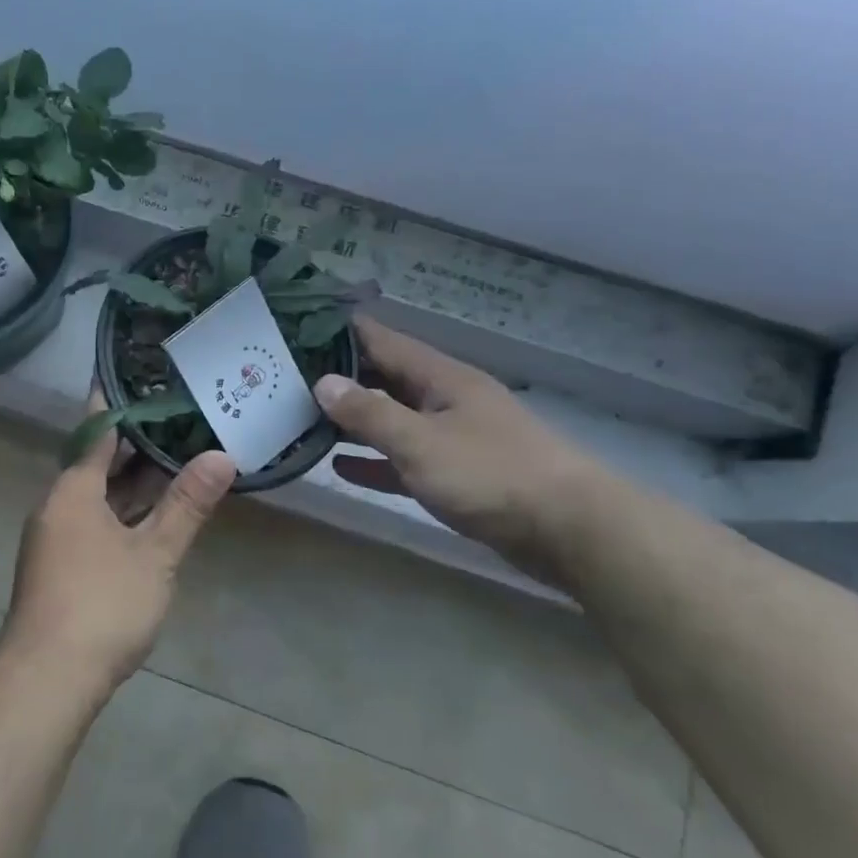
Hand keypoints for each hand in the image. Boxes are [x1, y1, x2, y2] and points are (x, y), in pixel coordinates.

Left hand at [1, 393, 235, 698]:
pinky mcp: (62, 564)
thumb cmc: (101, 604)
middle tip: (175, 415)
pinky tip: (154, 512)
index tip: (138, 377)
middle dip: (135, 443)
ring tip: (175, 455)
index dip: (118, 403)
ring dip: (132, 479)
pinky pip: (96, 519)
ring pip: (98, 494)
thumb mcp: (154, 553)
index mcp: (73, 491)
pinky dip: (124, 508)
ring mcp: (57, 537)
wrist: (48, 677)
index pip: (97, 431)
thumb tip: (221, 456)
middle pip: (98, 462)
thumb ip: (186, 505)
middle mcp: (58, 505)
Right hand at [314, 318, 611, 582]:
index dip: (339, 331)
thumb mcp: (421, 441)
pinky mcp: (458, 474)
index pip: (380, 340)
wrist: (572, 531)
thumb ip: (370, 413)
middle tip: (285, 377)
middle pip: (383, 377)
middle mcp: (444, 398)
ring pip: (392, 418)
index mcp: (439, 377)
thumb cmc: (491, 474)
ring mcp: (452, 436)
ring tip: (301, 417)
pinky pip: (404, 459)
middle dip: (338, 376)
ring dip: (352, 419)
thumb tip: (322, 382)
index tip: (294, 326)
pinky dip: (374, 460)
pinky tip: (340, 466)